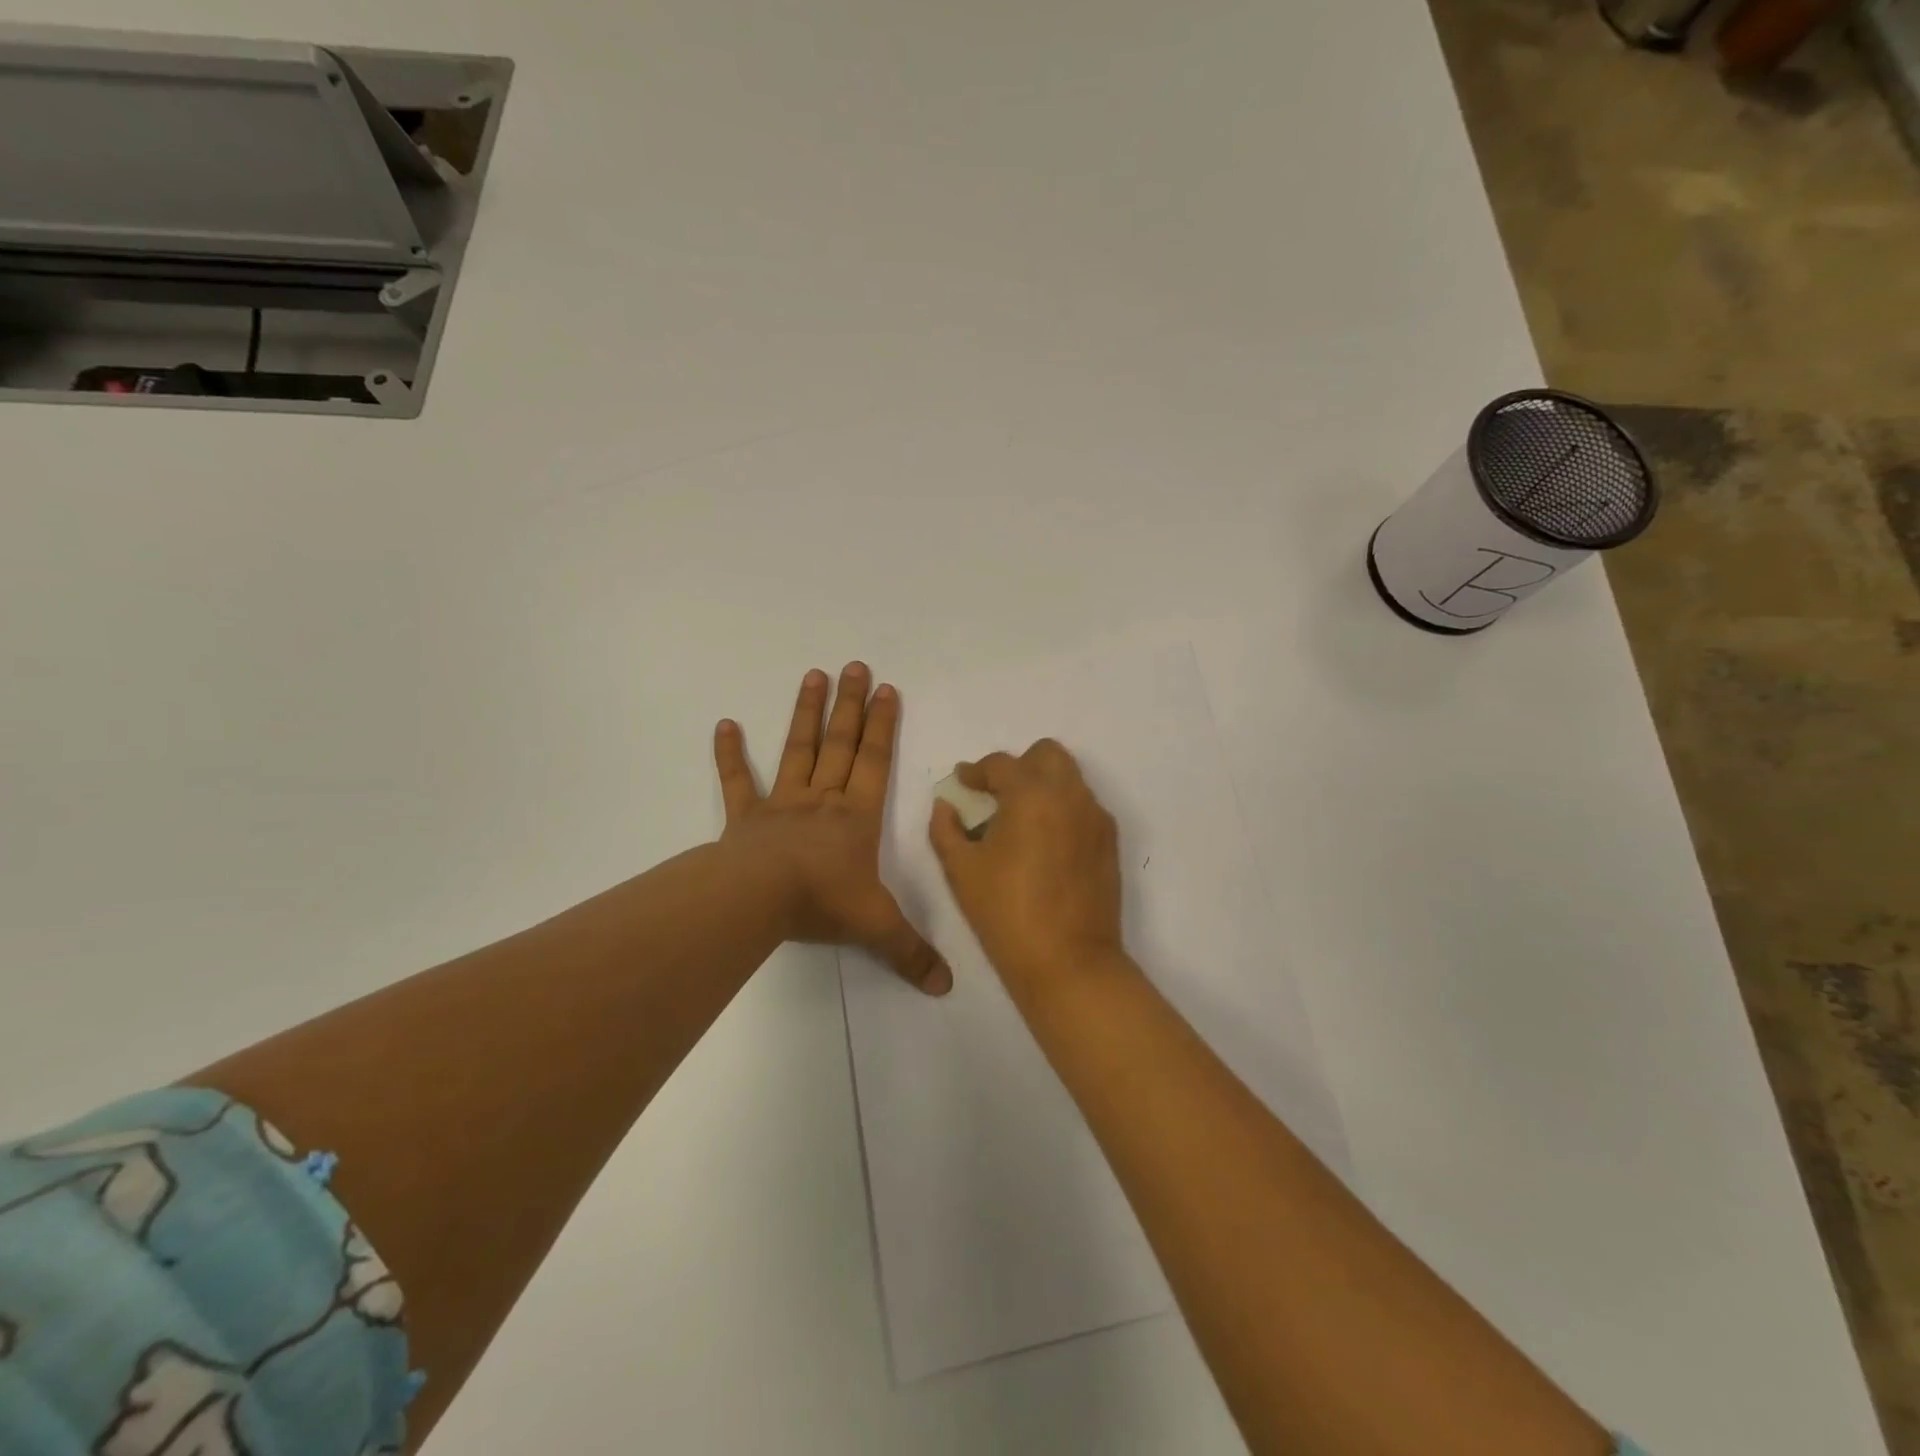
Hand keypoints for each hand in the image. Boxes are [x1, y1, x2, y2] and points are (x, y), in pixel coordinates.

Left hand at [714, 663, 950, 994]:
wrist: (760, 900)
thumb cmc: (822, 902)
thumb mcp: (877, 928)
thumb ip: (911, 952)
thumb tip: (947, 986)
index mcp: (856, 817)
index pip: (876, 762)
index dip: (884, 726)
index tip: (888, 689)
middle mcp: (823, 800)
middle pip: (841, 744)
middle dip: (851, 706)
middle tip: (855, 666)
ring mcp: (782, 804)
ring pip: (798, 750)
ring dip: (805, 714)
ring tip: (813, 675)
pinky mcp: (745, 818)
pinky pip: (737, 781)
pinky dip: (730, 754)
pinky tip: (724, 724)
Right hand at [928, 740, 1125, 995]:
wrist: (1069, 962)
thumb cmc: (1006, 913)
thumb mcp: (961, 870)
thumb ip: (946, 829)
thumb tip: (946, 806)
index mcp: (1031, 794)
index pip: (1001, 764)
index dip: (976, 771)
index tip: (963, 783)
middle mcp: (1070, 794)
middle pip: (1047, 754)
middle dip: (1019, 766)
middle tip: (997, 796)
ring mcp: (1096, 817)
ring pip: (1069, 778)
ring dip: (1043, 786)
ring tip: (1020, 821)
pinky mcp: (1109, 841)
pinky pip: (1084, 806)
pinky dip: (1062, 809)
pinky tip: (1045, 844)